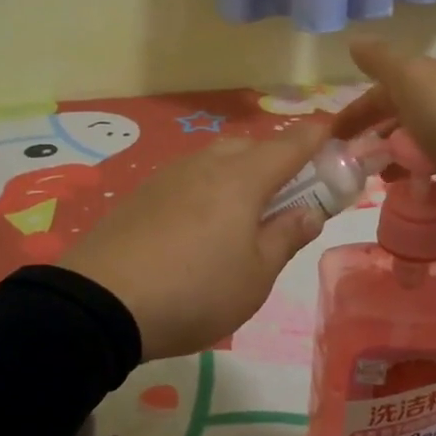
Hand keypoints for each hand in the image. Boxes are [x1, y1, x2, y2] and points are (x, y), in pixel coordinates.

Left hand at [61, 127, 327, 358]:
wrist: (101, 303)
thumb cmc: (195, 291)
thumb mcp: (256, 276)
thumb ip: (286, 237)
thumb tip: (309, 211)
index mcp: (243, 178)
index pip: (291, 143)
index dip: (317, 135)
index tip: (335, 132)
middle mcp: (206, 164)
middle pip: (251, 147)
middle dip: (275, 160)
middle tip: (286, 196)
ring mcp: (169, 176)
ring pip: (215, 161)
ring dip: (238, 175)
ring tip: (240, 218)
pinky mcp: (141, 194)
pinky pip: (187, 179)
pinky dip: (205, 190)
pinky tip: (198, 227)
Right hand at [330, 39, 435, 216]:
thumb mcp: (412, 82)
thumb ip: (382, 62)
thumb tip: (355, 41)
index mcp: (433, 78)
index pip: (385, 90)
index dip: (357, 111)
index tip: (333, 138)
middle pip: (407, 115)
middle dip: (379, 134)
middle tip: (355, 161)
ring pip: (427, 144)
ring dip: (402, 159)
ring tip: (383, 181)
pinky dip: (432, 182)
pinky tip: (418, 196)